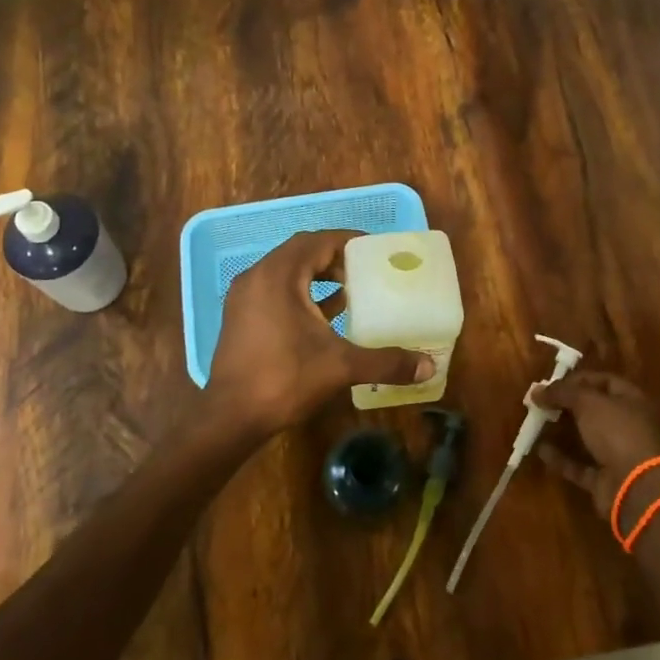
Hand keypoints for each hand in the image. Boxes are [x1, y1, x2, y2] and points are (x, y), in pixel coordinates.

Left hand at [207, 230, 431, 437]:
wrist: (231, 418)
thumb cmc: (284, 379)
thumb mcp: (340, 366)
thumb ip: (385, 361)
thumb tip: (428, 367)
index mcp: (278, 275)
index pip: (317, 241)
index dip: (347, 241)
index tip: (374, 250)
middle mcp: (257, 277)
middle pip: (301, 252)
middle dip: (334, 258)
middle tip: (365, 271)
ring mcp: (244, 297)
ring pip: (286, 272)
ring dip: (317, 276)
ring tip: (350, 290)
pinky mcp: (240, 317)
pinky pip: (275, 291)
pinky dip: (301, 294)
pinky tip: (325, 314)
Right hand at [533, 371, 659, 520]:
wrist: (638, 488)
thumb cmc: (618, 433)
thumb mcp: (588, 402)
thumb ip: (562, 392)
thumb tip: (537, 390)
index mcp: (633, 401)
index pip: (605, 381)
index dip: (579, 379)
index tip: (553, 382)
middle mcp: (628, 426)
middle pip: (596, 410)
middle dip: (569, 404)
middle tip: (542, 401)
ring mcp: (618, 455)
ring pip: (588, 438)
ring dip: (564, 431)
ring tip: (538, 422)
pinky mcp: (606, 480)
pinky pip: (580, 466)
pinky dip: (562, 459)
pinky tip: (541, 450)